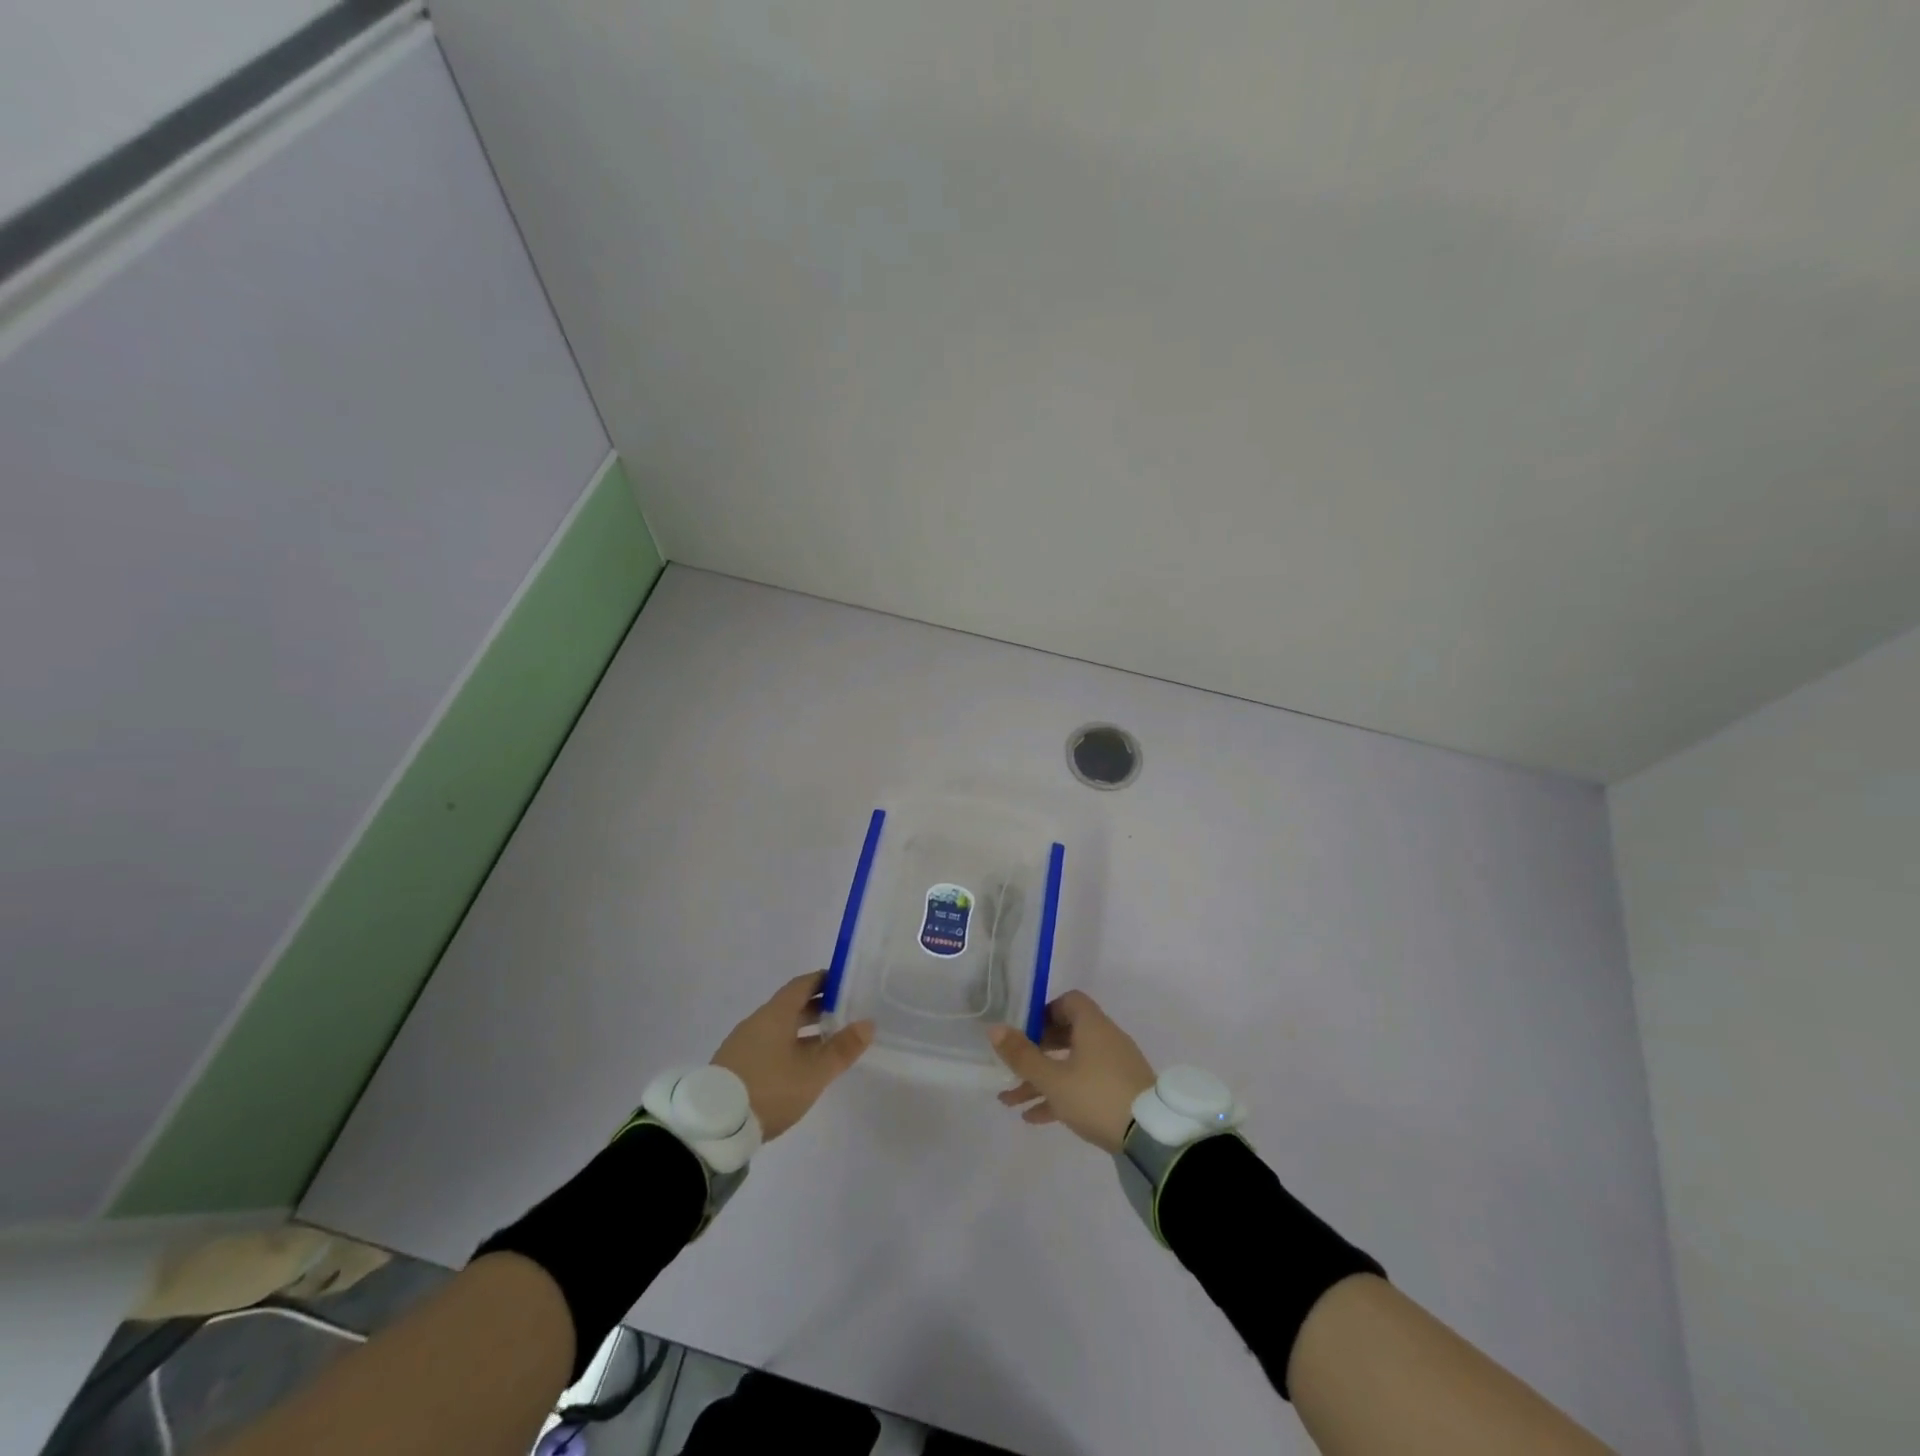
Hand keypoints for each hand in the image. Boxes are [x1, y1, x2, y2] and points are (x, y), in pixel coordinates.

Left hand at [711, 972, 873, 1139]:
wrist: (714, 1126)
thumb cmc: (770, 1089)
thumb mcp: (813, 1073)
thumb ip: (842, 1048)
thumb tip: (868, 1024)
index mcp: (776, 1014)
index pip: (802, 985)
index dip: (824, 981)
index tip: (844, 983)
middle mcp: (757, 1022)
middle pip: (790, 1006)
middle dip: (817, 1007)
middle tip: (844, 1013)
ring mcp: (743, 1043)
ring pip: (779, 1027)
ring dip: (803, 1030)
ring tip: (827, 1042)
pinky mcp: (734, 1065)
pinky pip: (767, 1044)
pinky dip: (788, 1045)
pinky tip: (799, 1065)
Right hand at [990, 991, 1156, 1152]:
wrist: (1151, 1136)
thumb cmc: (1096, 1096)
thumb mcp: (1053, 1079)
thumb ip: (1022, 1055)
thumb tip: (994, 1029)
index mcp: (1092, 1026)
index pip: (1068, 1001)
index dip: (1044, 1012)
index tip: (1024, 1031)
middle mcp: (1105, 1039)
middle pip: (1066, 1035)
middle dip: (1036, 1052)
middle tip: (1013, 1066)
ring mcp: (1114, 1067)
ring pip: (1071, 1065)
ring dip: (1042, 1080)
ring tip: (1011, 1102)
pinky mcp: (1120, 1092)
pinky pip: (1084, 1086)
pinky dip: (1061, 1096)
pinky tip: (1034, 1118)